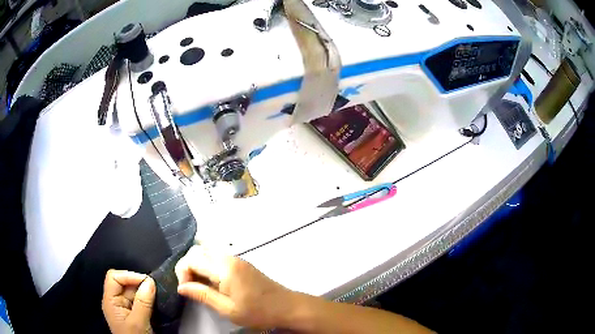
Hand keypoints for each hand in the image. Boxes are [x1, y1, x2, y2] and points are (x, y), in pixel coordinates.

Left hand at [102, 270, 155, 333]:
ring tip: (157, 295)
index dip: (128, 275)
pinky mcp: (133, 313)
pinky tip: (155, 302)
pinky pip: (139, 300)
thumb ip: (143, 302)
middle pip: (124, 283)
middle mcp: (115, 301)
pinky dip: (147, 299)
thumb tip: (150, 281)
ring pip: (133, 291)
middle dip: (139, 284)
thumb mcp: (138, 323)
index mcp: (110, 301)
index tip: (146, 281)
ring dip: (145, 292)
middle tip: (155, 288)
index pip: (114, 277)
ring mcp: (124, 307)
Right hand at [175, 245, 294, 329]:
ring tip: (201, 286)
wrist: (286, 306)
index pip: (191, 259)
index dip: (182, 273)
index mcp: (224, 268)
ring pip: (206, 251)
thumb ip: (202, 295)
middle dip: (188, 267)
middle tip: (192, 287)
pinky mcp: (241, 262)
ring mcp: (236, 258)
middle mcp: (229, 257)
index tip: (186, 290)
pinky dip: (208, 265)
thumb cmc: (258, 312)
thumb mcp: (227, 309)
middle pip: (197, 251)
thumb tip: (181, 287)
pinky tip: (213, 282)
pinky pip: (217, 257)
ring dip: (198, 265)